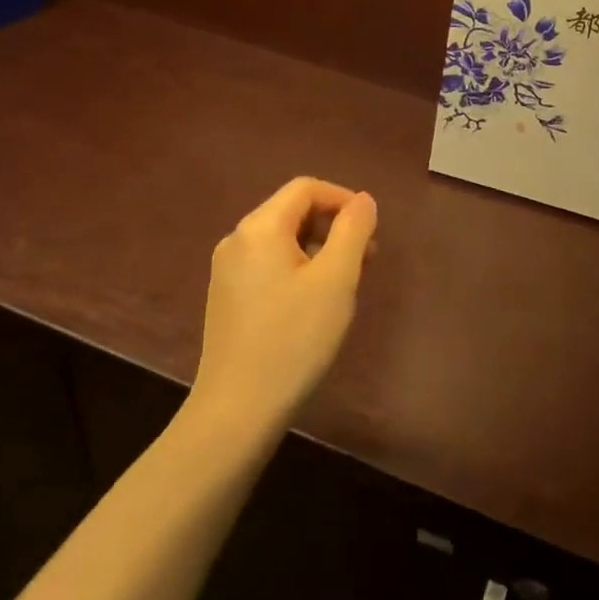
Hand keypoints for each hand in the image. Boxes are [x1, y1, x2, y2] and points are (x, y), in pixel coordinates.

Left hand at [190, 177, 378, 437]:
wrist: (237, 410)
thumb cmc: (293, 339)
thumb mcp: (336, 280)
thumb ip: (353, 231)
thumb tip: (363, 201)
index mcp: (260, 227)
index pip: (306, 188)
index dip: (343, 199)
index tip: (371, 228)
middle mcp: (237, 239)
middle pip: (292, 212)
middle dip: (333, 226)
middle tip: (367, 258)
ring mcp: (227, 270)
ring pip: (282, 240)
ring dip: (318, 249)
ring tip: (346, 283)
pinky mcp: (227, 298)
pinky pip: (268, 265)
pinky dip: (298, 268)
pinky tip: (315, 303)